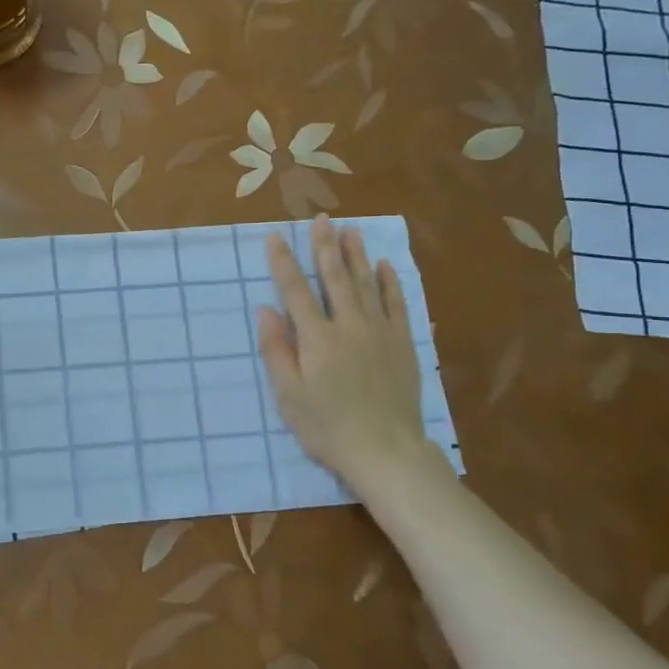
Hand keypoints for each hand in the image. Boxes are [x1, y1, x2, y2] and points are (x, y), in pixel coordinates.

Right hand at [256, 217, 444, 492]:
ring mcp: (380, 332)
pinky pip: (396, 304)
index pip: (295, 291)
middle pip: (334, 278)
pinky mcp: (403, 344)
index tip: (275, 236)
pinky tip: (384, 266)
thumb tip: (265, 310)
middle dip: (324, 246)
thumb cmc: (327, 426)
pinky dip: (389, 283)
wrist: (385, 450)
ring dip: (356, 255)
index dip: (283, 262)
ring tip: (351, 229)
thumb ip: (276, 350)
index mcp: (317, 338)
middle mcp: (348, 325)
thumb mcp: (289, 394)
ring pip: (366, 284)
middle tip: (321, 219)